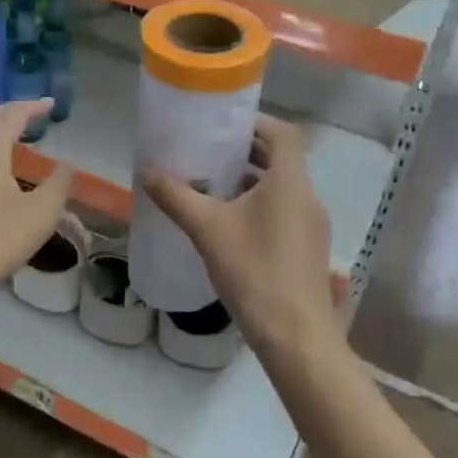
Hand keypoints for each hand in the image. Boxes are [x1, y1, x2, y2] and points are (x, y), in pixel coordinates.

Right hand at [141, 115, 341, 363]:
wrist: (294, 334)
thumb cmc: (254, 271)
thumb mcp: (207, 229)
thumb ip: (176, 197)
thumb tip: (146, 171)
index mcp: (290, 182)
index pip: (282, 133)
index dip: (253, 122)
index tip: (221, 125)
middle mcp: (307, 197)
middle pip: (280, 159)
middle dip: (244, 153)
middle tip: (206, 153)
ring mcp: (311, 225)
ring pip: (281, 188)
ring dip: (249, 181)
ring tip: (210, 186)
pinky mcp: (307, 248)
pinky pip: (283, 211)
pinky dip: (258, 206)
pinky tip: (228, 225)